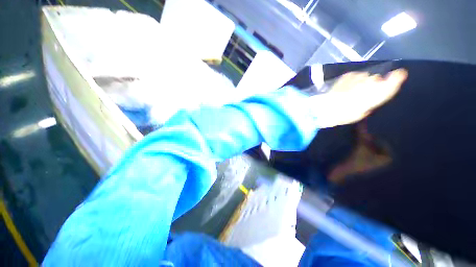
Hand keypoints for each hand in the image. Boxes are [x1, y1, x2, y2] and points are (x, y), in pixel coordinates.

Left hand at [311, 69, 407, 127]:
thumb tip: (372, 95)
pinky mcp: (348, 75)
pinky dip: (353, 80)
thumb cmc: (344, 114)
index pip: (392, 82)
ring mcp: (358, 76)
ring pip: (366, 76)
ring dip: (361, 82)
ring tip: (351, 91)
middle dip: (372, 85)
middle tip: (361, 94)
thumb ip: (372, 101)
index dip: (396, 78)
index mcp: (377, 94)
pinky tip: (345, 87)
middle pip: (376, 79)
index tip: (399, 74)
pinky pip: (355, 75)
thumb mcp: (362, 112)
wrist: (324, 107)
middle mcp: (370, 82)